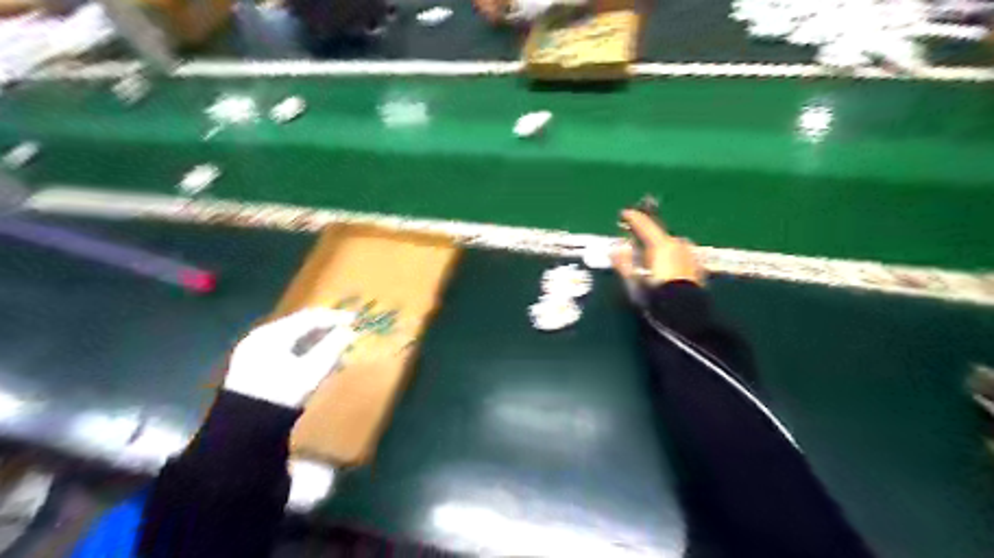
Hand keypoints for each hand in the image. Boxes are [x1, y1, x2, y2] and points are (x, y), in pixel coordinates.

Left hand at [224, 307, 356, 406]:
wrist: (245, 429)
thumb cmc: (282, 394)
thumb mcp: (312, 371)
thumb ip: (333, 348)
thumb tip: (349, 332)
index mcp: (273, 334)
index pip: (310, 318)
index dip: (335, 318)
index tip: (355, 321)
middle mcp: (262, 336)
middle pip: (301, 326)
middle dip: (327, 331)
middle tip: (349, 335)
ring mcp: (255, 350)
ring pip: (294, 339)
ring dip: (318, 343)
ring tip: (339, 352)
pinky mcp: (254, 365)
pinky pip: (286, 350)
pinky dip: (305, 353)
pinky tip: (320, 363)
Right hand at [611, 209, 700, 287]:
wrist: (686, 313)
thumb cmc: (656, 296)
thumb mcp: (634, 281)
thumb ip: (623, 262)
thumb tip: (615, 247)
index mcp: (661, 245)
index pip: (645, 225)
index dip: (633, 218)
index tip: (624, 214)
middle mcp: (678, 245)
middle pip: (659, 235)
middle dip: (647, 236)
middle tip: (636, 239)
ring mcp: (690, 255)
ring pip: (671, 245)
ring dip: (660, 247)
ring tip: (651, 256)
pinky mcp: (697, 267)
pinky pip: (680, 256)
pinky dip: (671, 257)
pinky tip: (667, 266)